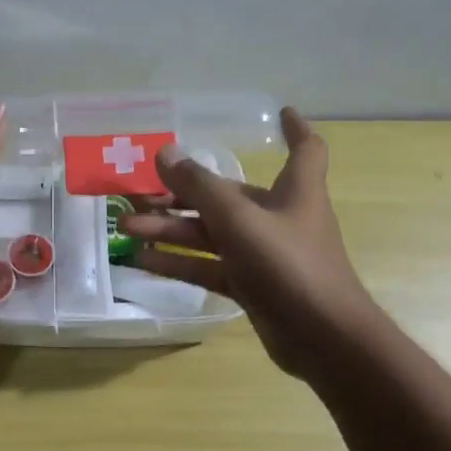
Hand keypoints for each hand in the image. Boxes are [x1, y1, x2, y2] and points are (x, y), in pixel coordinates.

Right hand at [123, 109, 379, 379]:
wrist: (322, 338)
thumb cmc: (289, 265)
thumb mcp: (239, 219)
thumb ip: (200, 187)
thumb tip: (165, 152)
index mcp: (294, 191)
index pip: (305, 150)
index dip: (294, 129)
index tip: (279, 112)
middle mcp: (279, 218)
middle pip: (228, 197)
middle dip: (184, 194)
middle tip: (139, 194)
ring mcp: (264, 255)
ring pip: (212, 235)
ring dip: (172, 229)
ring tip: (128, 227)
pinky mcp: (252, 287)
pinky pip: (210, 267)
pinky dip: (181, 263)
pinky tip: (144, 261)